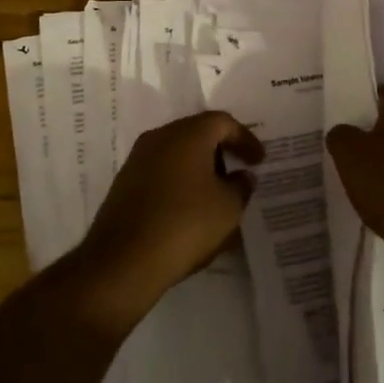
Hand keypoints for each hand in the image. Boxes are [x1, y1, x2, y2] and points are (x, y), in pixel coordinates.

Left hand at [77, 111, 263, 315]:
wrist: (123, 259)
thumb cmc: (185, 224)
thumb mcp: (228, 208)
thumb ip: (241, 186)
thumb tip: (242, 176)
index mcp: (187, 134)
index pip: (223, 122)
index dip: (245, 139)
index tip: (260, 160)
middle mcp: (160, 137)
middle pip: (197, 133)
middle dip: (221, 151)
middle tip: (239, 172)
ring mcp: (138, 159)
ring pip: (177, 153)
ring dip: (200, 168)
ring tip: (217, 194)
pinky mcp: (125, 183)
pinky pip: (162, 172)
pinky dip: (181, 182)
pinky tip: (190, 207)